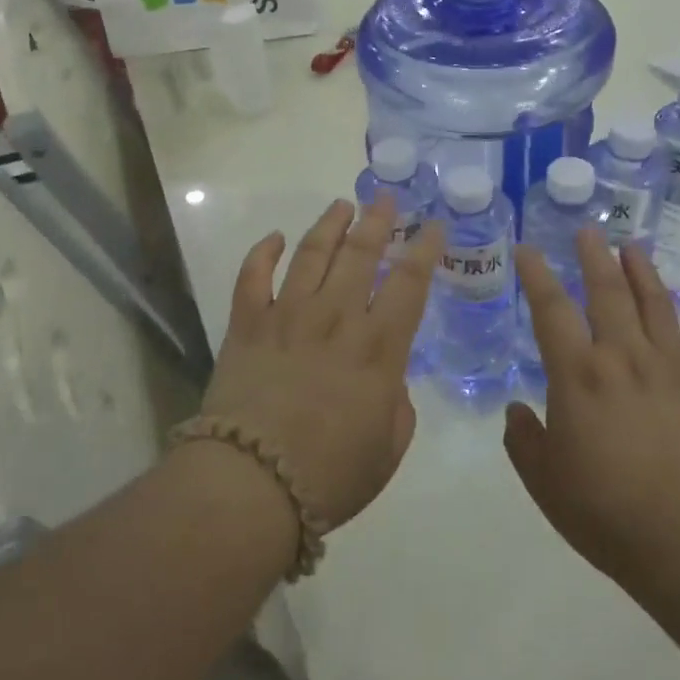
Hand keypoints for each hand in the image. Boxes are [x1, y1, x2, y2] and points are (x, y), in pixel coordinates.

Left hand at [199, 196, 441, 532]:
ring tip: (341, 205)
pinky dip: (263, 252)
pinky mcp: (247, 324)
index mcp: (377, 347)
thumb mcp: (387, 450)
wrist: (251, 483)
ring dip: (328, 224)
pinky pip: (253, 276)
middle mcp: (335, 317)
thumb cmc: (329, 475)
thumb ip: (397, 408)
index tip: (433, 226)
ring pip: (311, 253)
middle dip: (377, 220)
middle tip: (385, 197)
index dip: (424, 249)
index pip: (409, 283)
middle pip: (360, 254)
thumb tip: (389, 382)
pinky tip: (274, 238)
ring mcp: (287, 315)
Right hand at [505, 233, 679, 588]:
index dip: (536, 275)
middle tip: (587, 231)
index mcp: (578, 375)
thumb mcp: (543, 481)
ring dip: (642, 270)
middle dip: (593, 256)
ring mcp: (670, 368)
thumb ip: (522, 439)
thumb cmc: (605, 512)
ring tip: (631, 246)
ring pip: (655, 303)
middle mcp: (623, 357)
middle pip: (607, 292)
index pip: (550, 309)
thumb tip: (516, 410)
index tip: (528, 249)